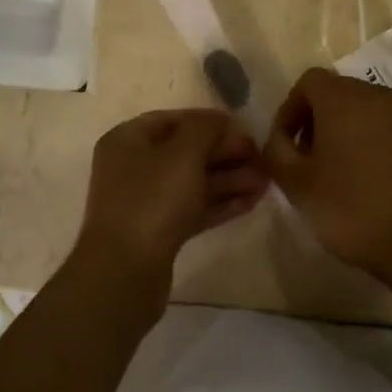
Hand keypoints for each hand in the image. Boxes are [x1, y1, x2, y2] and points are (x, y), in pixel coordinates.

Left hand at [74, 109, 267, 294]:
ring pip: (192, 182)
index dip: (209, 122)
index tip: (244, 128)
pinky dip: (220, 203)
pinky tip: (251, 202)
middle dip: (224, 153)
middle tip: (261, 156)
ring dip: (228, 179)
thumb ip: (205, 129)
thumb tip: (220, 120)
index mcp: (127, 140)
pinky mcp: (158, 231)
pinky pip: (193, 208)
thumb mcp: (183, 154)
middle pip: (185, 152)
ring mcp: (144, 201)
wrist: (125, 272)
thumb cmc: (152, 200)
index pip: (173, 120)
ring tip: (266, 181)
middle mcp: (132, 167)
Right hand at [263, 68, 391, 283]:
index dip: (290, 109)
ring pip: (366, 110)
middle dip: (317, 119)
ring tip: (338, 171)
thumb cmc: (352, 209)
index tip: (285, 144)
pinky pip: (390, 130)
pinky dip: (373, 144)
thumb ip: (277, 152)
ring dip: (346, 131)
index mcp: (344, 100)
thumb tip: (278, 140)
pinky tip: (370, 181)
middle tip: (307, 158)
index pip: (309, 81)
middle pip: (338, 92)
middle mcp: (378, 97)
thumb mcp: (297, 184)